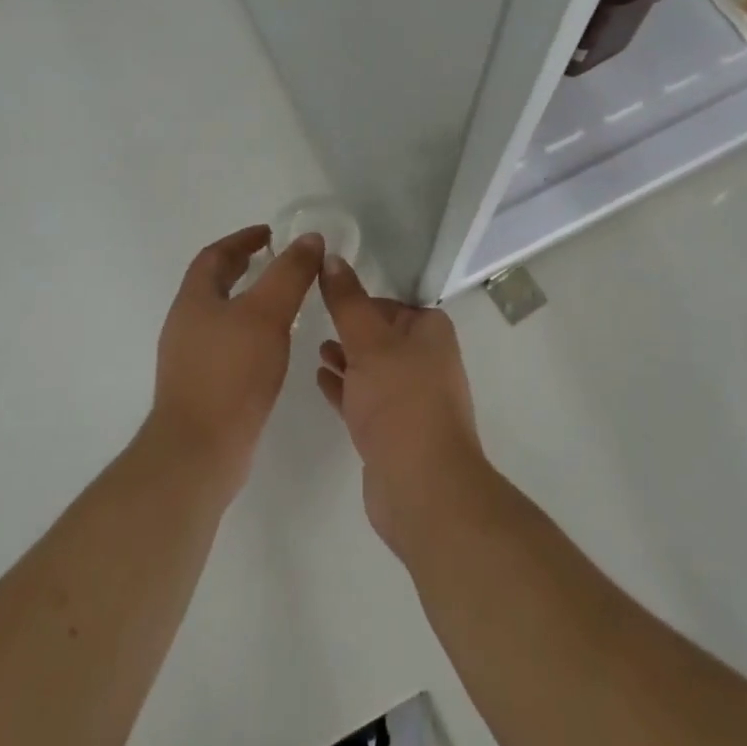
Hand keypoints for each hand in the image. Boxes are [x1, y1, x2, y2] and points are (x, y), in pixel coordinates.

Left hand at [150, 225, 323, 496]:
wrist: (198, 452)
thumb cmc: (231, 373)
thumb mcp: (267, 314)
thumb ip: (290, 273)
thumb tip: (309, 239)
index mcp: (194, 299)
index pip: (215, 255)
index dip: (242, 240)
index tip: (270, 233)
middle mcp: (185, 324)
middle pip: (213, 284)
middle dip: (242, 268)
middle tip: (275, 260)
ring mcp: (189, 359)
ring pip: (220, 315)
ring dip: (247, 301)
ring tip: (280, 302)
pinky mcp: (201, 388)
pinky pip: (225, 345)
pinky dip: (248, 333)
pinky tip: (270, 347)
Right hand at [315, 255, 484, 555]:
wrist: (422, 488)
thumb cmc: (399, 401)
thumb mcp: (368, 341)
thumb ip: (347, 300)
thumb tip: (332, 257)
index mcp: (431, 332)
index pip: (392, 303)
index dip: (361, 299)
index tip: (327, 295)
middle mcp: (427, 360)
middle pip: (382, 334)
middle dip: (350, 329)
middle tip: (315, 319)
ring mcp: (412, 399)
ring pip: (373, 368)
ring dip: (346, 358)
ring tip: (316, 349)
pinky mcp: (395, 432)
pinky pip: (366, 398)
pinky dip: (346, 387)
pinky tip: (320, 379)